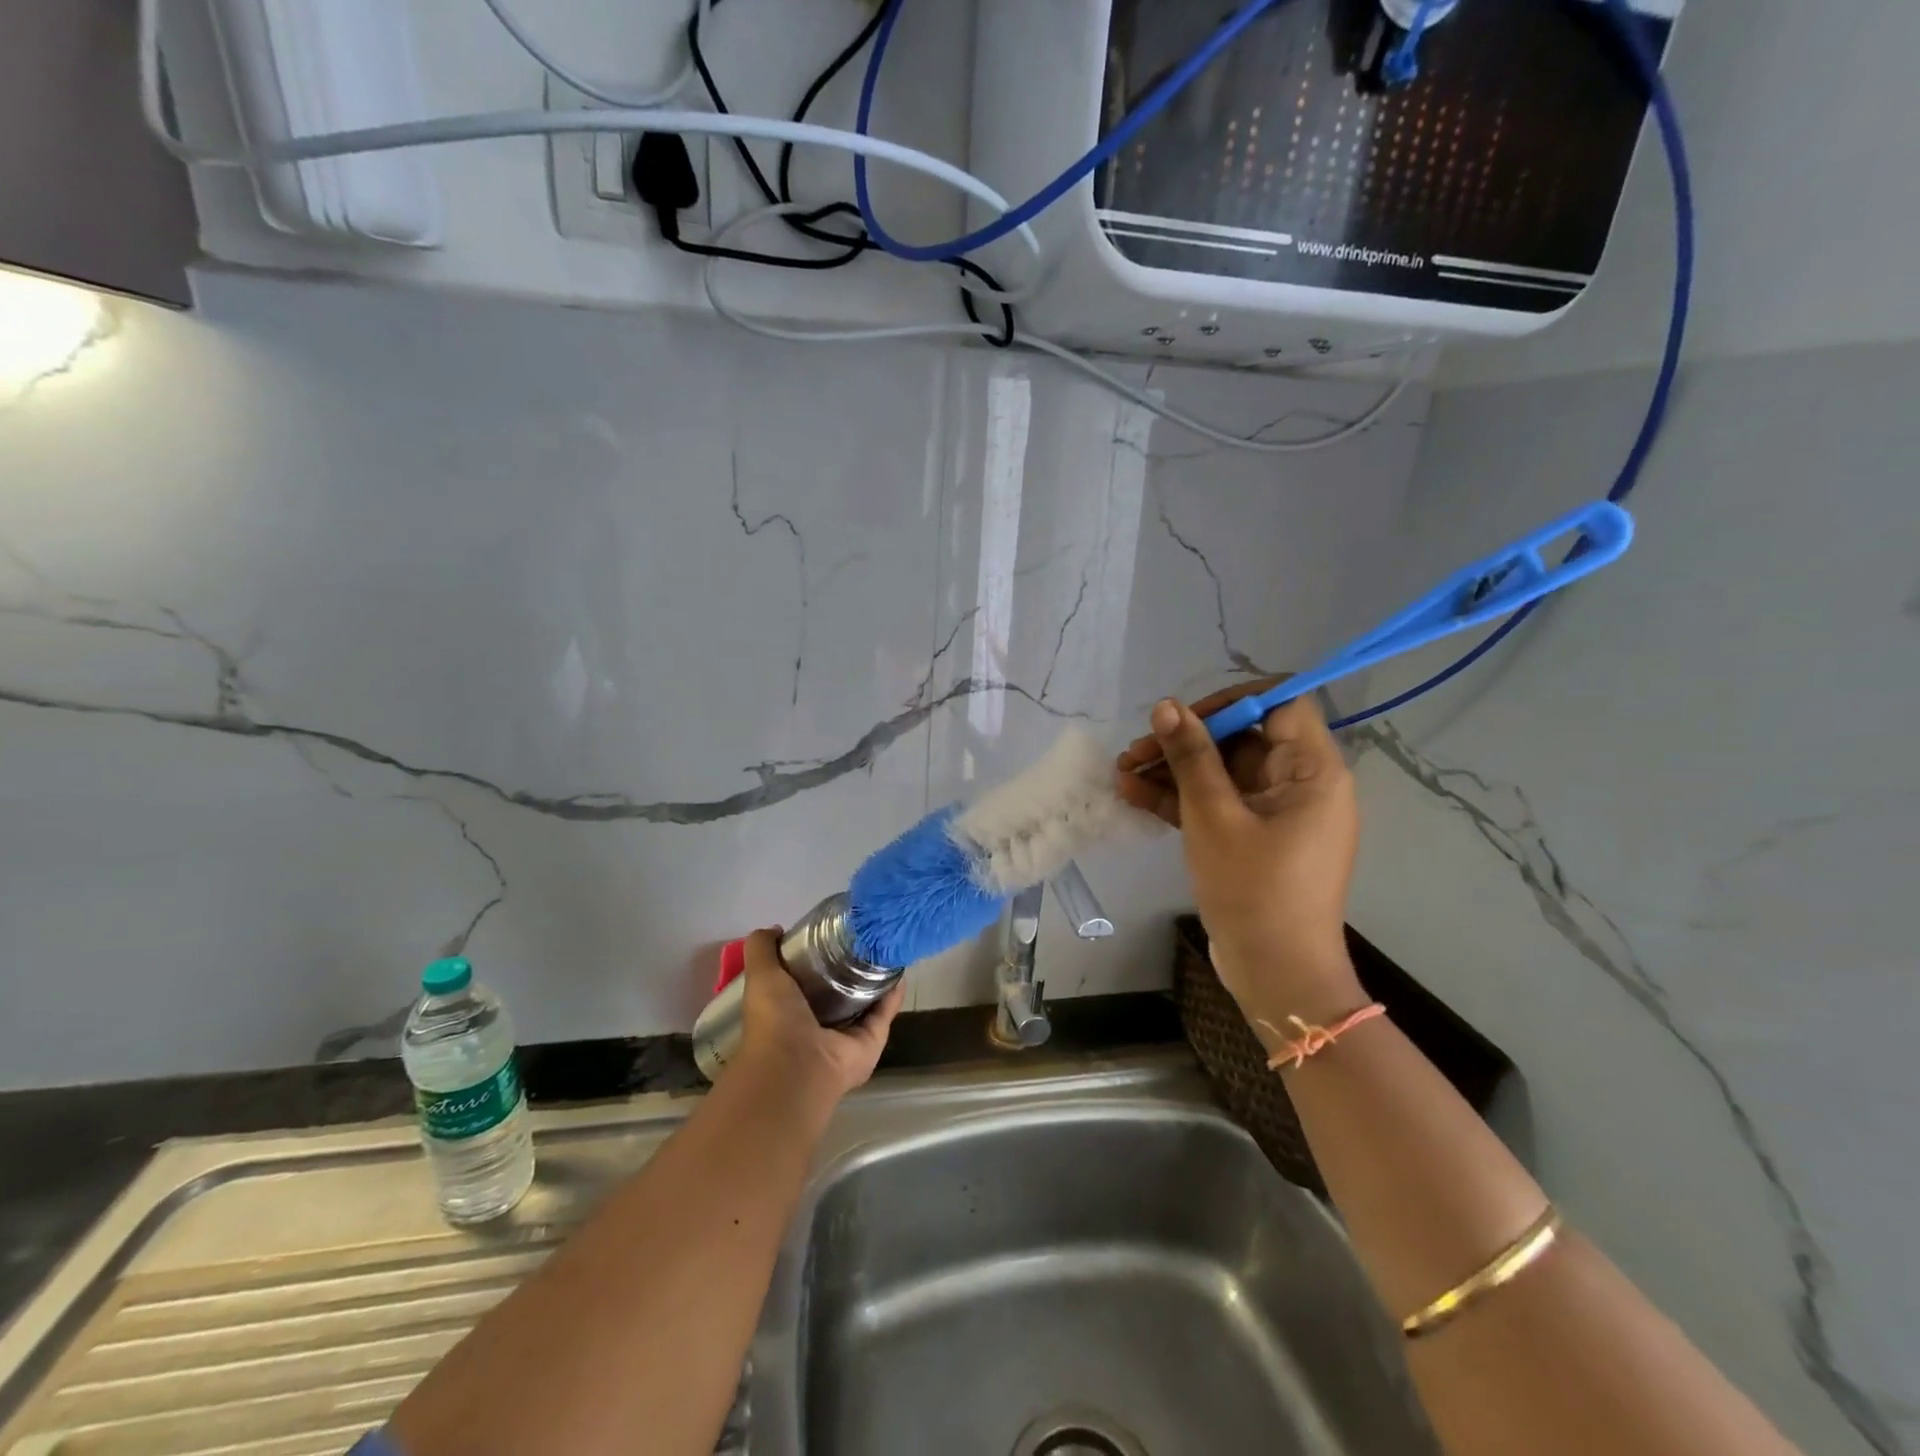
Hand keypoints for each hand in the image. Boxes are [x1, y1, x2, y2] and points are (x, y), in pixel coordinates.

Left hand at [735, 928, 904, 1105]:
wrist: (796, 1065)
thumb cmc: (774, 1020)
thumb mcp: (761, 974)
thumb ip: (762, 949)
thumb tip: (776, 928)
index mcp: (791, 1010)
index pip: (809, 981)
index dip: (819, 958)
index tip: (833, 933)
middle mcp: (820, 1024)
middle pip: (841, 991)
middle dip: (852, 968)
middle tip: (866, 938)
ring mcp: (848, 1035)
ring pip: (867, 1002)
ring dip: (877, 979)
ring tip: (888, 949)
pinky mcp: (872, 1041)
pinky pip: (885, 1013)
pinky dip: (893, 994)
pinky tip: (900, 971)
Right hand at [1116, 685, 1364, 1033]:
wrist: (1276, 974)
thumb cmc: (1253, 889)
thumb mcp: (1213, 816)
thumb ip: (1190, 756)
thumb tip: (1166, 705)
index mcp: (1312, 770)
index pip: (1281, 703)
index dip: (1231, 701)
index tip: (1183, 716)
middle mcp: (1301, 784)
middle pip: (1242, 739)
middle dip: (1184, 742)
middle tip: (1133, 751)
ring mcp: (1277, 813)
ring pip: (1222, 773)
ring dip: (1173, 771)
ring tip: (1122, 774)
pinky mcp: (1255, 838)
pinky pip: (1219, 804)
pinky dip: (1182, 800)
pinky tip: (1134, 796)